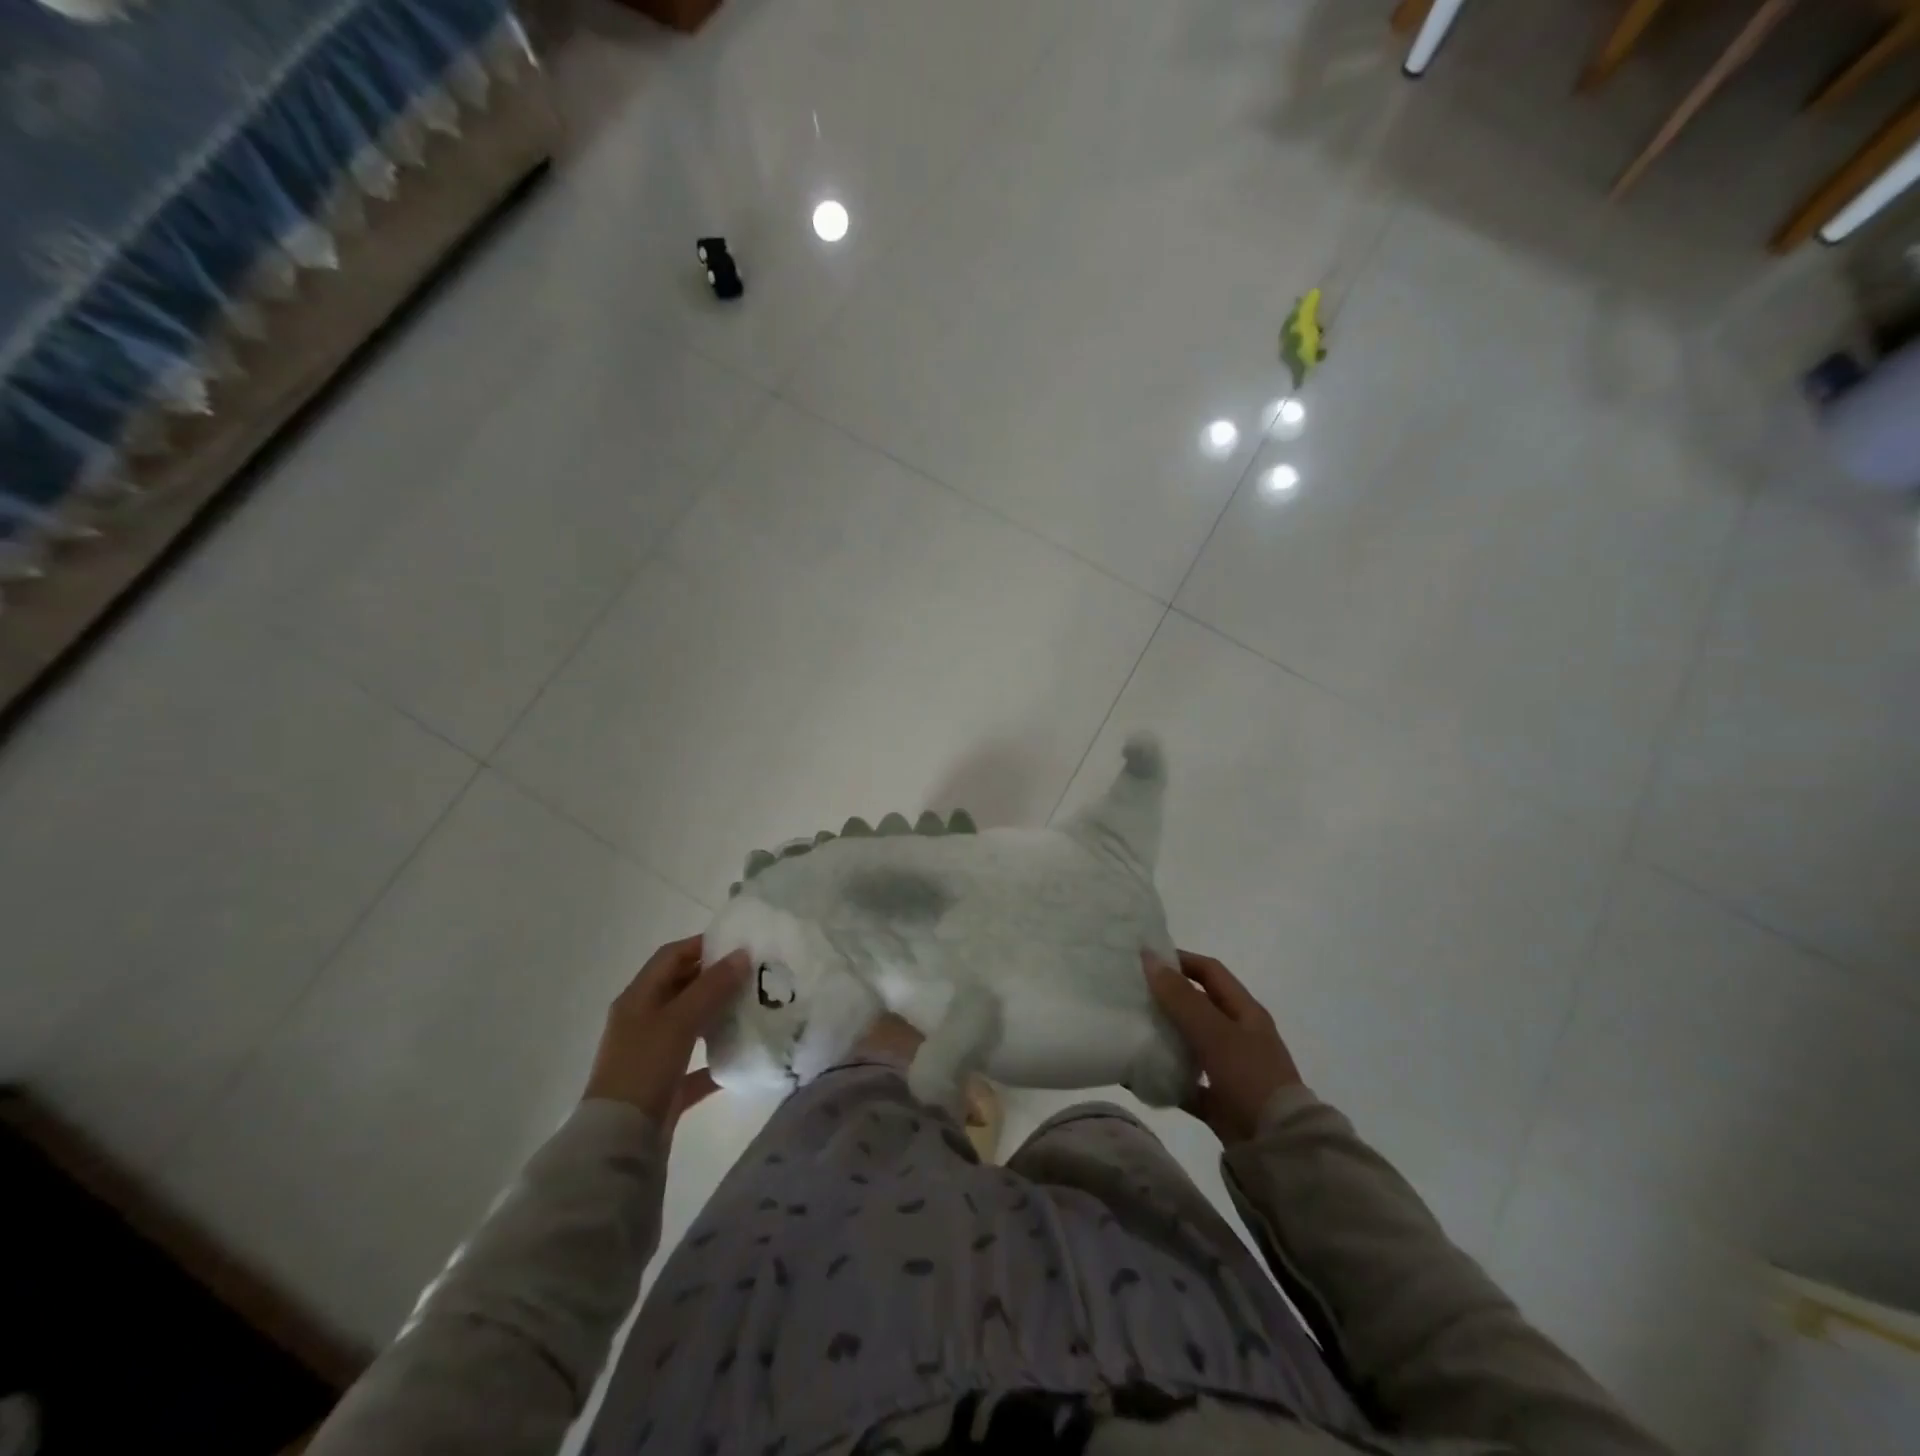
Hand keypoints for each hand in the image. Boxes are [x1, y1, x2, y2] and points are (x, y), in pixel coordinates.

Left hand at [584, 936, 748, 1130]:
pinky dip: (715, 1058)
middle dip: (714, 978)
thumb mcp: (679, 1020)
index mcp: (638, 998)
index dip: (702, 944)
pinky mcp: (663, 1086)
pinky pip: (694, 1064)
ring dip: (716, 1014)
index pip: (671, 956)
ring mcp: (652, 1054)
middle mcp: (642, 1020)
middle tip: (752, 975)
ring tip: (752, 1008)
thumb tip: (742, 954)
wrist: (618, 1140)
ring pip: (689, 1024)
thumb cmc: (644, 1066)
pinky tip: (742, 1055)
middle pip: (681, 987)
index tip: (738, 944)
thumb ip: (712, 986)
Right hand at [1144, 950, 1301, 1144]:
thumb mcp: (1215, 1033)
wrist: (1279, 1149)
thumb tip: (1150, 958)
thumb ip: (1181, 998)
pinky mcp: (1220, 1102)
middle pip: (1198, 1006)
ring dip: (1165, 1036)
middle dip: (1167, 998)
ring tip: (1130, 1029)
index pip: (1210, 972)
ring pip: (1191, 1043)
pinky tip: (1139, 1075)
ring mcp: (1231, 1070)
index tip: (1145, 961)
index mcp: (1245, 1012)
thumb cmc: (1250, 1077)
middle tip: (1131, 994)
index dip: (1180, 961)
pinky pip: (1187, 1082)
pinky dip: (1166, 1077)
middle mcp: (1240, 1036)